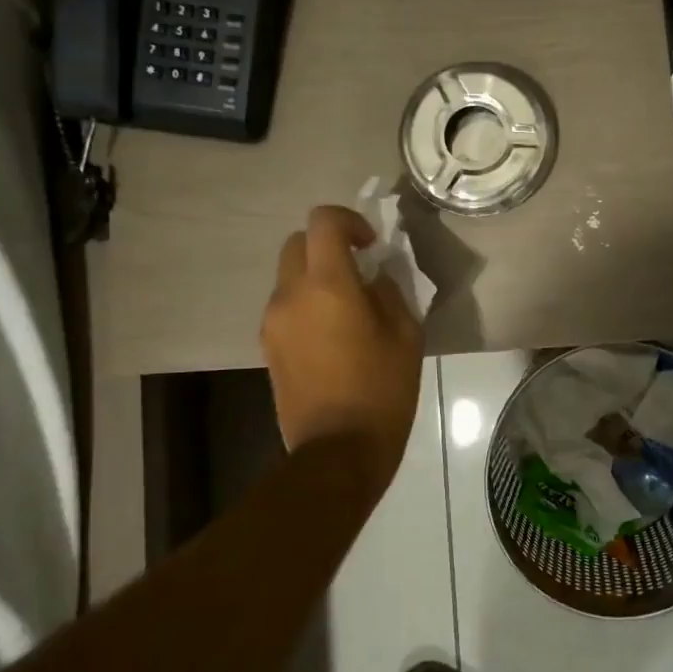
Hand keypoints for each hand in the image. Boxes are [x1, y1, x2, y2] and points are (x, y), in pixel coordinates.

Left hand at [261, 206, 424, 486]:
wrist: (337, 451)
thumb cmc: (381, 390)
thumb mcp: (405, 335)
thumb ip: (390, 292)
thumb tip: (374, 278)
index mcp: (327, 285)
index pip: (323, 222)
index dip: (349, 220)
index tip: (372, 245)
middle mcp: (290, 294)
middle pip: (297, 242)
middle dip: (327, 245)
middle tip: (359, 270)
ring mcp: (272, 321)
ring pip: (289, 275)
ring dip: (316, 276)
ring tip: (348, 308)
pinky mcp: (267, 346)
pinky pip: (286, 306)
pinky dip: (306, 303)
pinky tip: (332, 335)